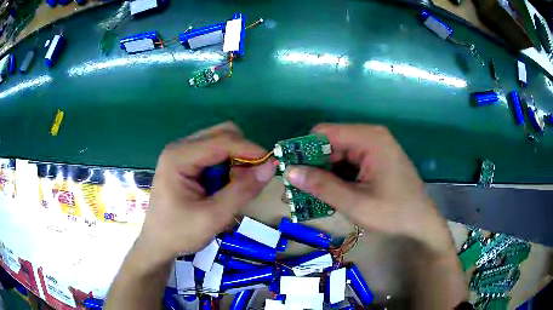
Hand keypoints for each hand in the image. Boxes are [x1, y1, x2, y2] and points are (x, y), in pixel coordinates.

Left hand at [137, 122, 274, 261]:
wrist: (157, 243)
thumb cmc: (179, 232)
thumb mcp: (213, 217)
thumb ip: (242, 191)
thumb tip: (270, 167)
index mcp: (179, 156)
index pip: (222, 141)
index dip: (251, 150)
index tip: (272, 165)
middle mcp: (180, 147)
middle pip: (222, 134)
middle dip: (243, 153)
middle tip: (252, 179)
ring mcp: (182, 153)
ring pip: (220, 142)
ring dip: (236, 160)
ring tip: (237, 186)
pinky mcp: (186, 162)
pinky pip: (215, 154)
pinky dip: (228, 165)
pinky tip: (225, 185)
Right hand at [284, 124, 451, 253]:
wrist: (421, 224)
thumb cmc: (393, 213)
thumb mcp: (355, 203)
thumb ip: (322, 186)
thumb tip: (290, 172)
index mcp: (369, 139)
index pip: (324, 133)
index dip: (303, 150)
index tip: (289, 171)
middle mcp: (371, 136)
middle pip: (330, 143)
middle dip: (312, 166)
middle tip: (295, 190)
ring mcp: (374, 147)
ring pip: (337, 155)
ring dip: (323, 174)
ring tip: (308, 196)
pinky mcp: (375, 160)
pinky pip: (348, 163)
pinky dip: (336, 177)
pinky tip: (329, 194)